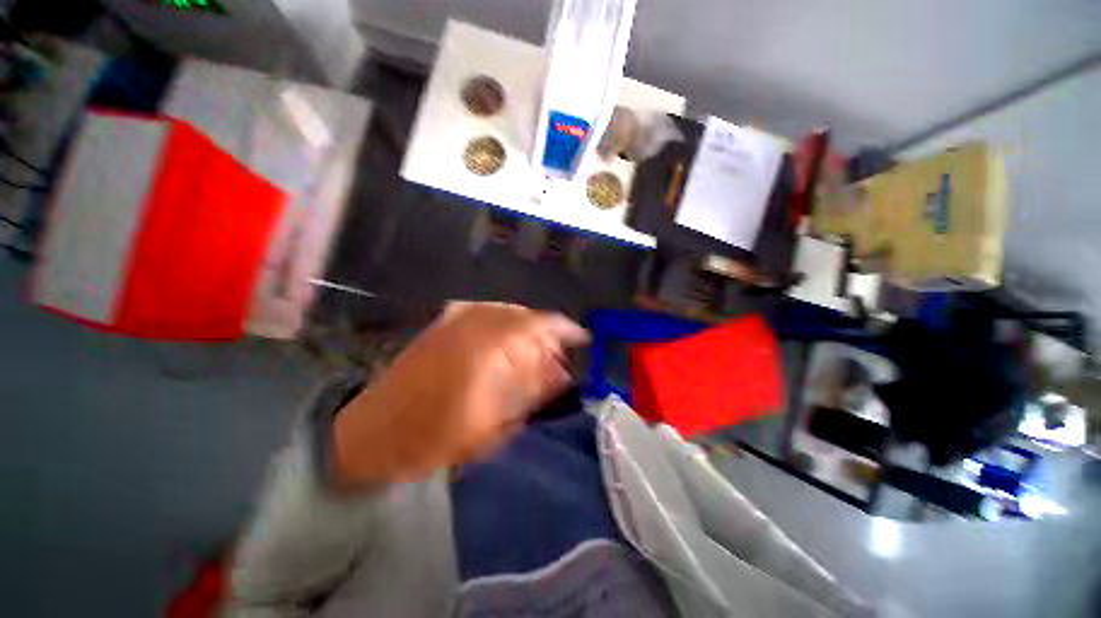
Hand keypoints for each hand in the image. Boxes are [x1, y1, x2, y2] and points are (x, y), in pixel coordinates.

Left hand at [331, 302, 588, 486]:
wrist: (370, 433)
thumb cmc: (431, 439)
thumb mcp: (491, 425)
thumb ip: (529, 392)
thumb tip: (562, 373)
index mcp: (485, 349)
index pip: (537, 325)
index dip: (564, 329)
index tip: (583, 338)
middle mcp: (471, 324)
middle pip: (524, 315)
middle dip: (546, 333)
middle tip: (558, 356)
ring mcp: (454, 320)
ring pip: (507, 311)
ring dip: (527, 328)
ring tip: (536, 350)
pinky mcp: (443, 323)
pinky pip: (486, 312)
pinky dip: (505, 323)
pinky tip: (509, 341)